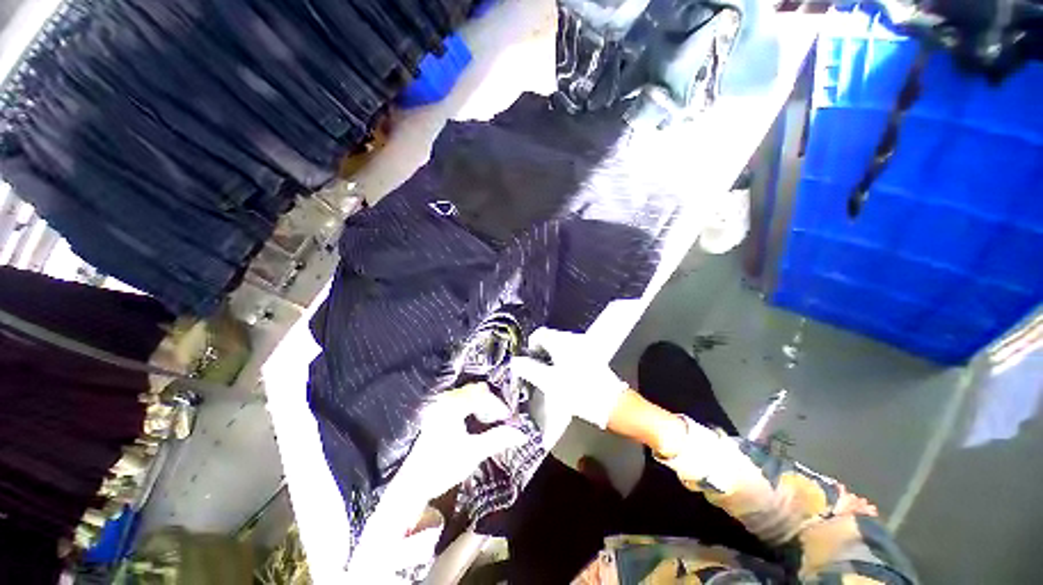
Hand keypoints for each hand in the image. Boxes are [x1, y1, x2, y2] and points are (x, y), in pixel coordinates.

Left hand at [408, 383, 527, 496]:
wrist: (412, 485)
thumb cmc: (441, 467)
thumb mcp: (473, 453)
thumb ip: (498, 439)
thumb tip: (521, 434)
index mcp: (452, 405)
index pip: (482, 393)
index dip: (499, 405)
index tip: (509, 420)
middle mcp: (445, 400)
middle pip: (477, 392)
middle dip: (492, 406)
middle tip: (502, 422)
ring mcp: (440, 406)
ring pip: (470, 397)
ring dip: (484, 408)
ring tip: (491, 425)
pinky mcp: (438, 414)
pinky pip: (462, 403)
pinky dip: (474, 411)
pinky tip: (478, 426)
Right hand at [511, 328, 628, 428]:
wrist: (612, 404)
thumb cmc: (580, 392)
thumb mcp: (549, 383)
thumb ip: (529, 369)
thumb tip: (516, 362)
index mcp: (562, 342)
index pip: (539, 334)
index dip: (530, 346)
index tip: (527, 360)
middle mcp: (574, 339)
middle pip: (550, 338)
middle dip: (540, 352)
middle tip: (536, 370)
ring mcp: (585, 345)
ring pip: (560, 345)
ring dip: (552, 356)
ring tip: (550, 375)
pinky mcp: (591, 354)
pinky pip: (571, 351)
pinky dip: (563, 359)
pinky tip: (564, 374)